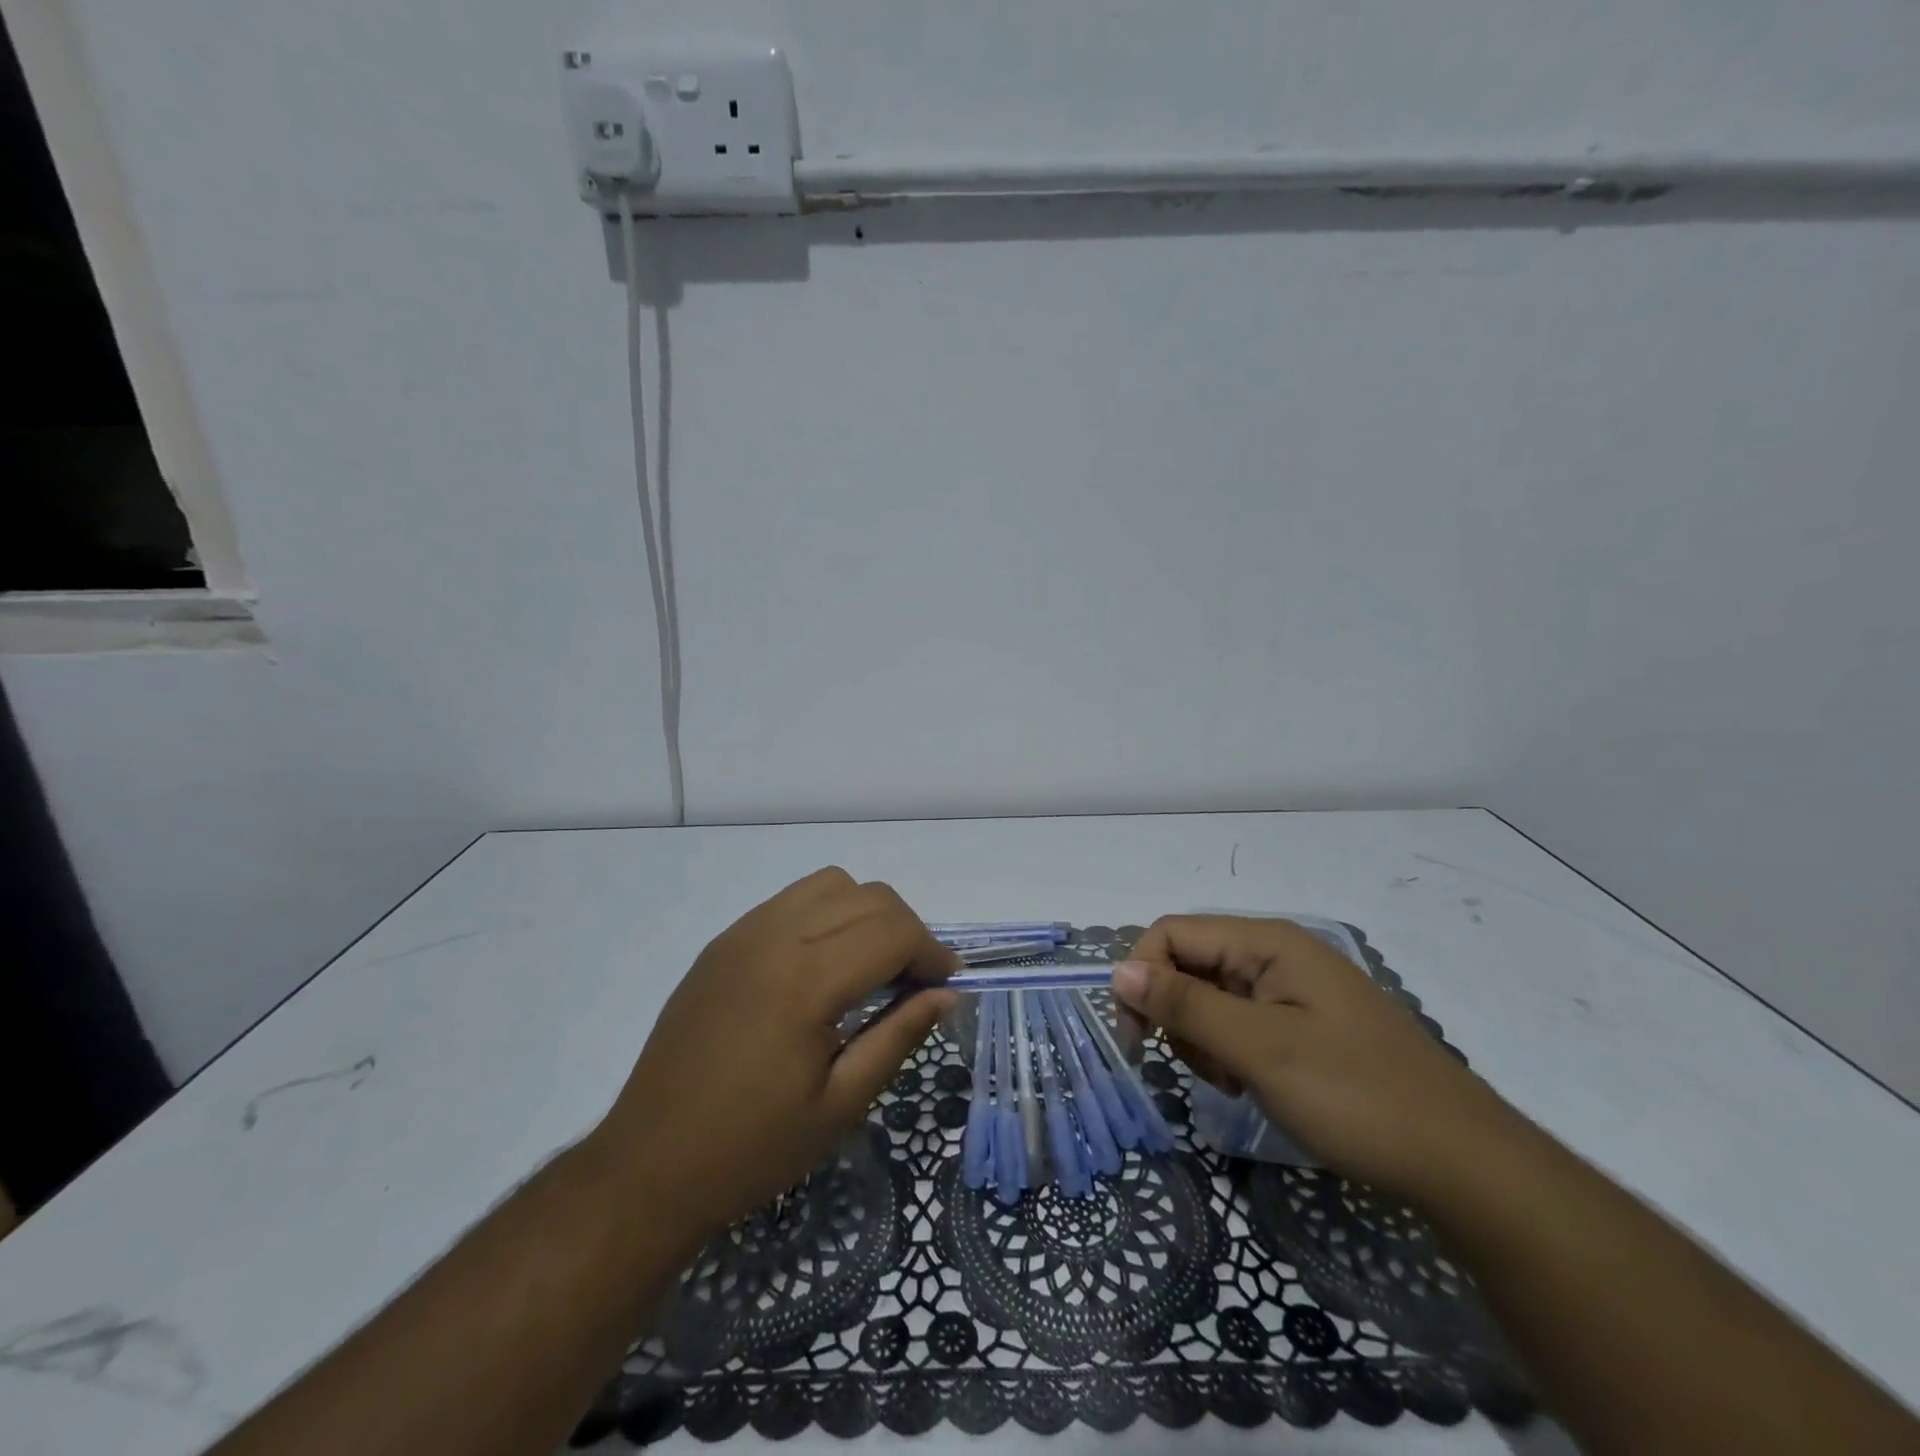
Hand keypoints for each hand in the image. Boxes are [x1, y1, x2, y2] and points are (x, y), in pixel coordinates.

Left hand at [591, 868, 957, 1237]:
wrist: (647, 1166)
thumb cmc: (751, 1148)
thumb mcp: (840, 1105)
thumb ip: (899, 1036)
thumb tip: (946, 994)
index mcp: (805, 981)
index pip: (893, 930)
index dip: (932, 952)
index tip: (945, 986)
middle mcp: (774, 937)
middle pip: (868, 896)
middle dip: (906, 930)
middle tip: (913, 983)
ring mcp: (742, 933)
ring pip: (830, 885)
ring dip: (865, 913)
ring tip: (869, 967)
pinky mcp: (723, 942)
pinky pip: (791, 901)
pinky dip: (826, 915)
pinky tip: (822, 966)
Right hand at [1114, 915, 1524, 1202]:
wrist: (1461, 1162)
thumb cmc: (1355, 1095)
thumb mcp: (1260, 1050)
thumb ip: (1185, 1005)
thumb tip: (1117, 970)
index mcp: (1266, 941)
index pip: (1172, 933)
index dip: (1142, 976)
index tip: (1137, 1037)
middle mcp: (1275, 953)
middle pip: (1189, 963)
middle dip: (1177, 1013)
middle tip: (1199, 1068)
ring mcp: (1292, 988)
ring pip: (1210, 995)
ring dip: (1202, 1038)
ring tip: (1232, 1082)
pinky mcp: (1302, 1022)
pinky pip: (1240, 1020)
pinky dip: (1229, 1051)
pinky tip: (1250, 1084)